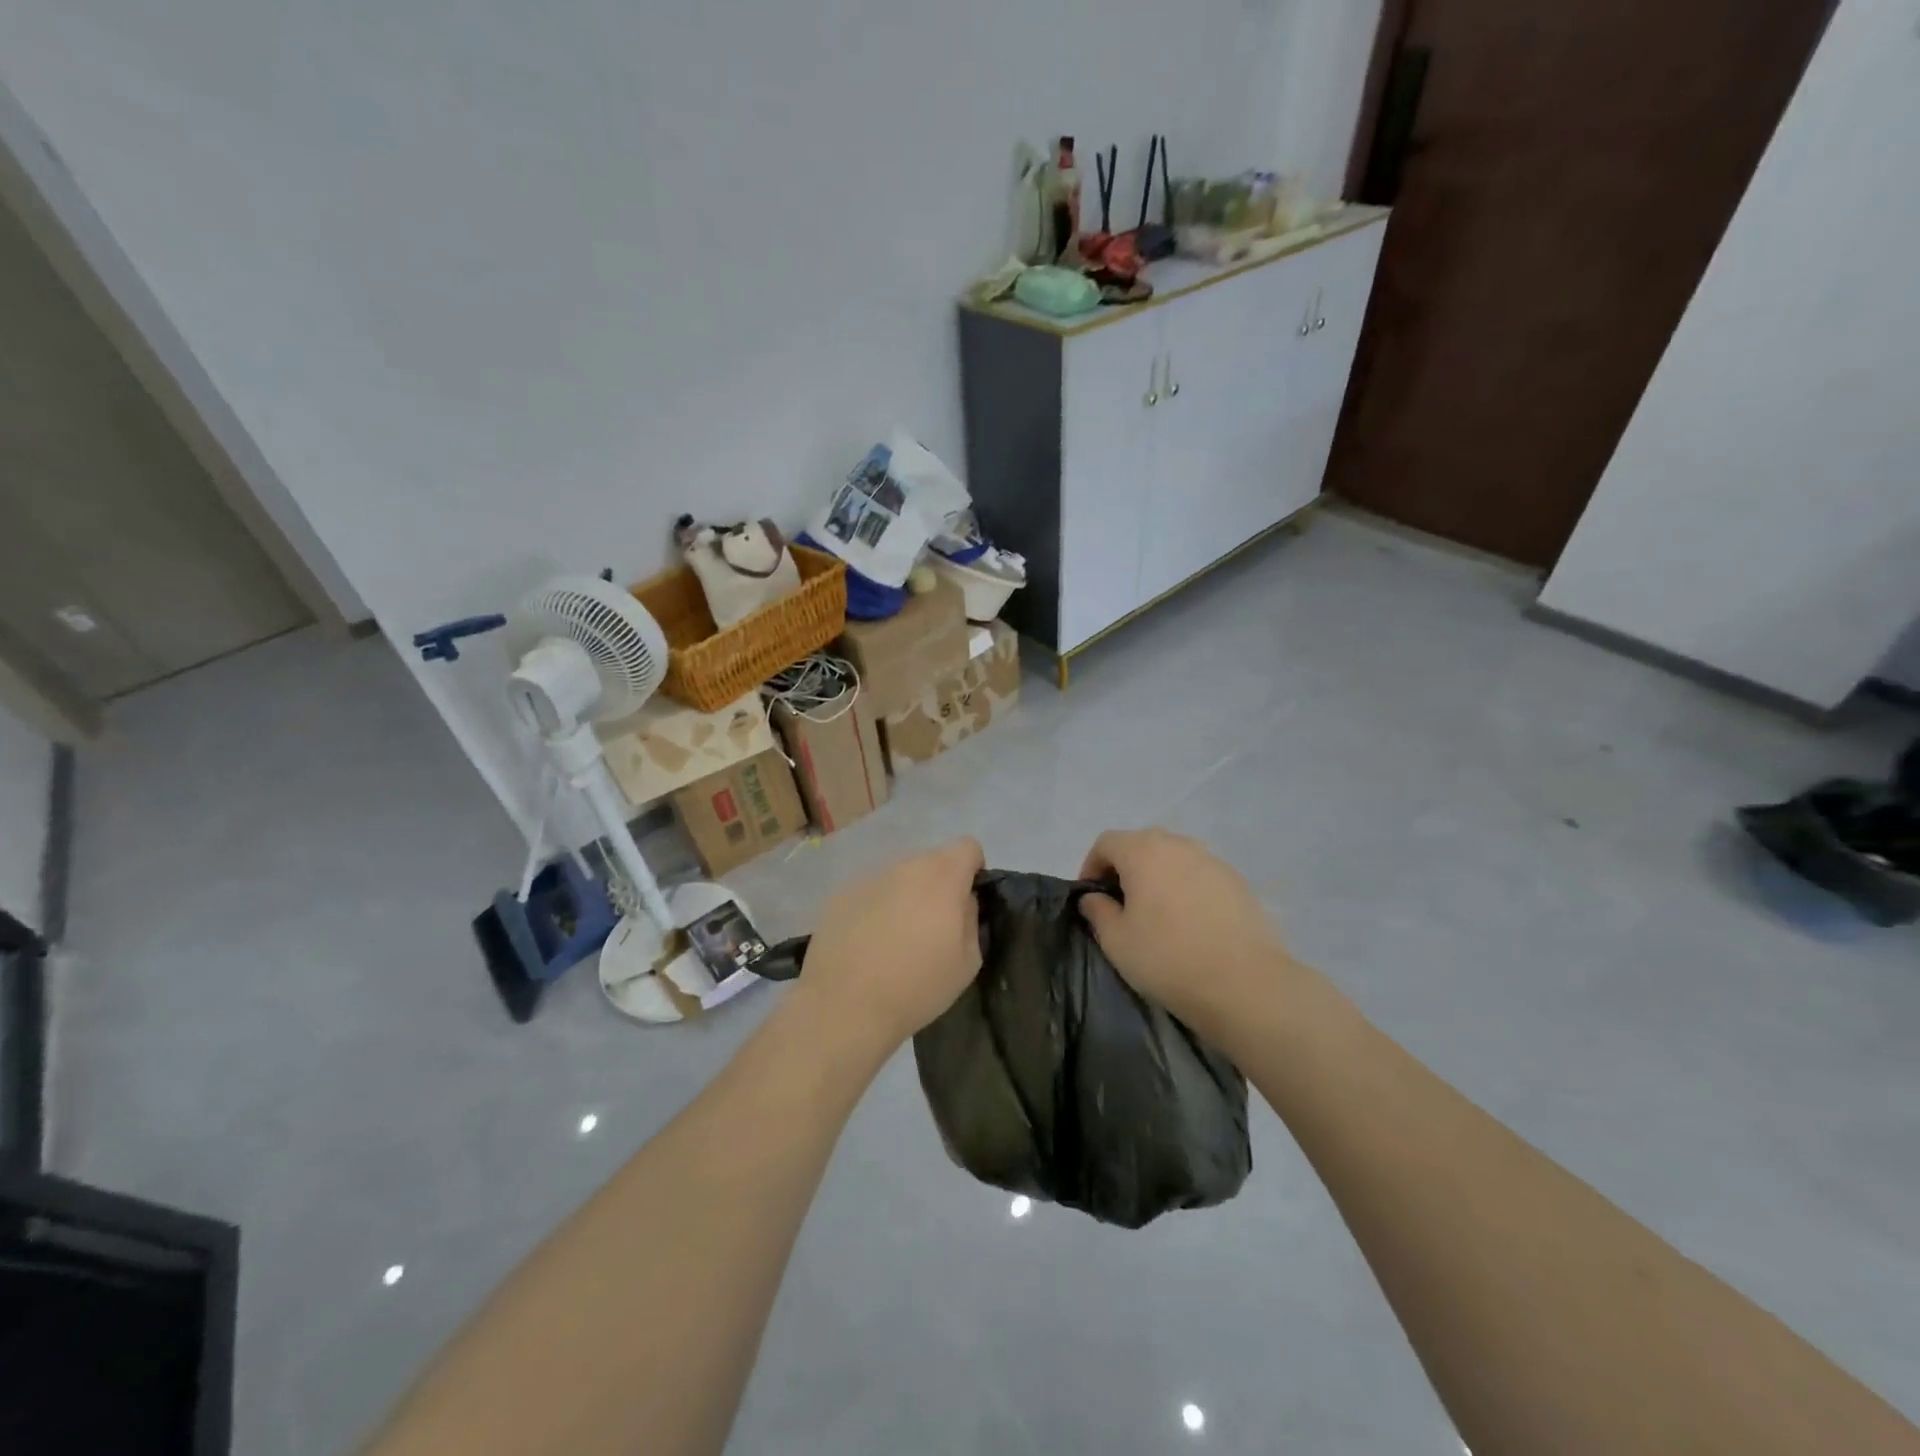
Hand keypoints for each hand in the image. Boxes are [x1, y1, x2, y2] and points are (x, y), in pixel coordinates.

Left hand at [792, 837, 984, 1056]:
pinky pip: (871, 892)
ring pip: (899, 876)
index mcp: (942, 876)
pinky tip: (867, 943)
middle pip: (932, 860)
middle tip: (932, 925)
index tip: (966, 901)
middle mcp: (905, 866)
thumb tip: (963, 901)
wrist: (845, 1005)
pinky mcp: (841, 894)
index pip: (968, 846)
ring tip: (896, 938)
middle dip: (939, 884)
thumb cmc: (917, 986)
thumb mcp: (968, 960)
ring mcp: (869, 877)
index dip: (973, 870)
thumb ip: (971, 918)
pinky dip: (875, 908)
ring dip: (906, 895)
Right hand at [1079, 828, 1290, 1031]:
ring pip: (1174, 858)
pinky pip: (1200, 874)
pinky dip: (1187, 888)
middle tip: (1121, 905)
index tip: (1091, 898)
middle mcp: (1178, 845)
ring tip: (1157, 913)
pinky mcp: (1238, 881)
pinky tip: (1190, 922)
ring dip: (1158, 876)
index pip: (1106, 843)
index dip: (1091, 866)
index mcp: (1143, 851)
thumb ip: (1097, 911)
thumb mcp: (1116, 941)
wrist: (1245, 983)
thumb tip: (1094, 897)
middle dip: (1125, 868)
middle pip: (1141, 844)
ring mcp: (1213, 860)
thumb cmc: (1168, 958)